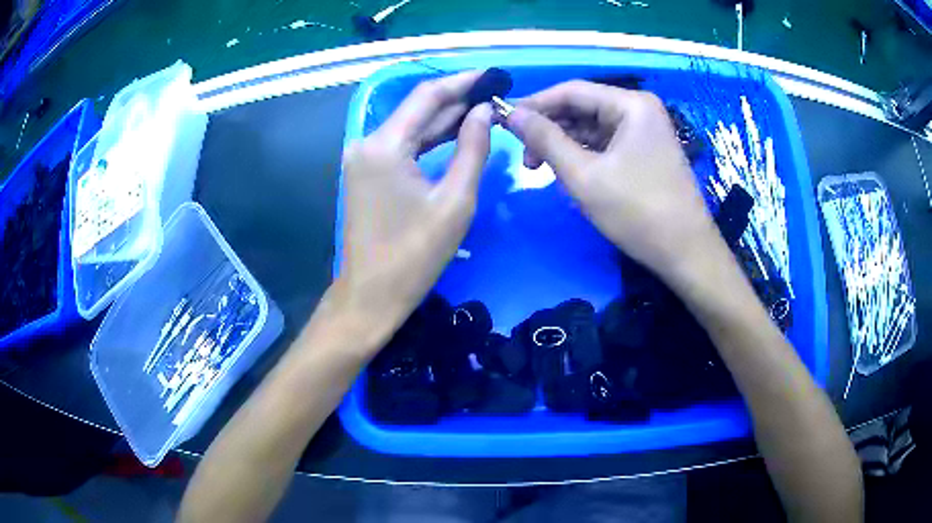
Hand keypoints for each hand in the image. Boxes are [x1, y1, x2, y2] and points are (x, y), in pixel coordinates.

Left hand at [334, 72, 491, 351]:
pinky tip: (456, 135)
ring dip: (445, 121)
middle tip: (494, 96)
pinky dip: (429, 141)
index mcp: (384, 145)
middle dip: (457, 102)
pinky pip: (402, 147)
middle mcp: (367, 143)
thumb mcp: (455, 201)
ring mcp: (362, 158)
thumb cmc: (415, 255)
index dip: (462, 82)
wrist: (371, 295)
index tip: (491, 76)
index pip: (428, 96)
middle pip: (417, 110)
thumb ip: (472, 149)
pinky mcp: (365, 173)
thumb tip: (483, 112)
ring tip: (484, 112)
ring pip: (410, 128)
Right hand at [505, 80, 727, 285]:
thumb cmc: (637, 212)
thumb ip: (545, 139)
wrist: (685, 253)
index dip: (535, 104)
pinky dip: (584, 155)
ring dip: (564, 144)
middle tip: (525, 158)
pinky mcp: (645, 151)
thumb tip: (511, 113)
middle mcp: (639, 109)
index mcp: (630, 104)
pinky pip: (606, 143)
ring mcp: (645, 131)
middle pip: (582, 107)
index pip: (572, 91)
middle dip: (550, 128)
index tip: (503, 122)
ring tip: (541, 169)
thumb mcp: (583, 175)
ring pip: (592, 127)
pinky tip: (568, 171)